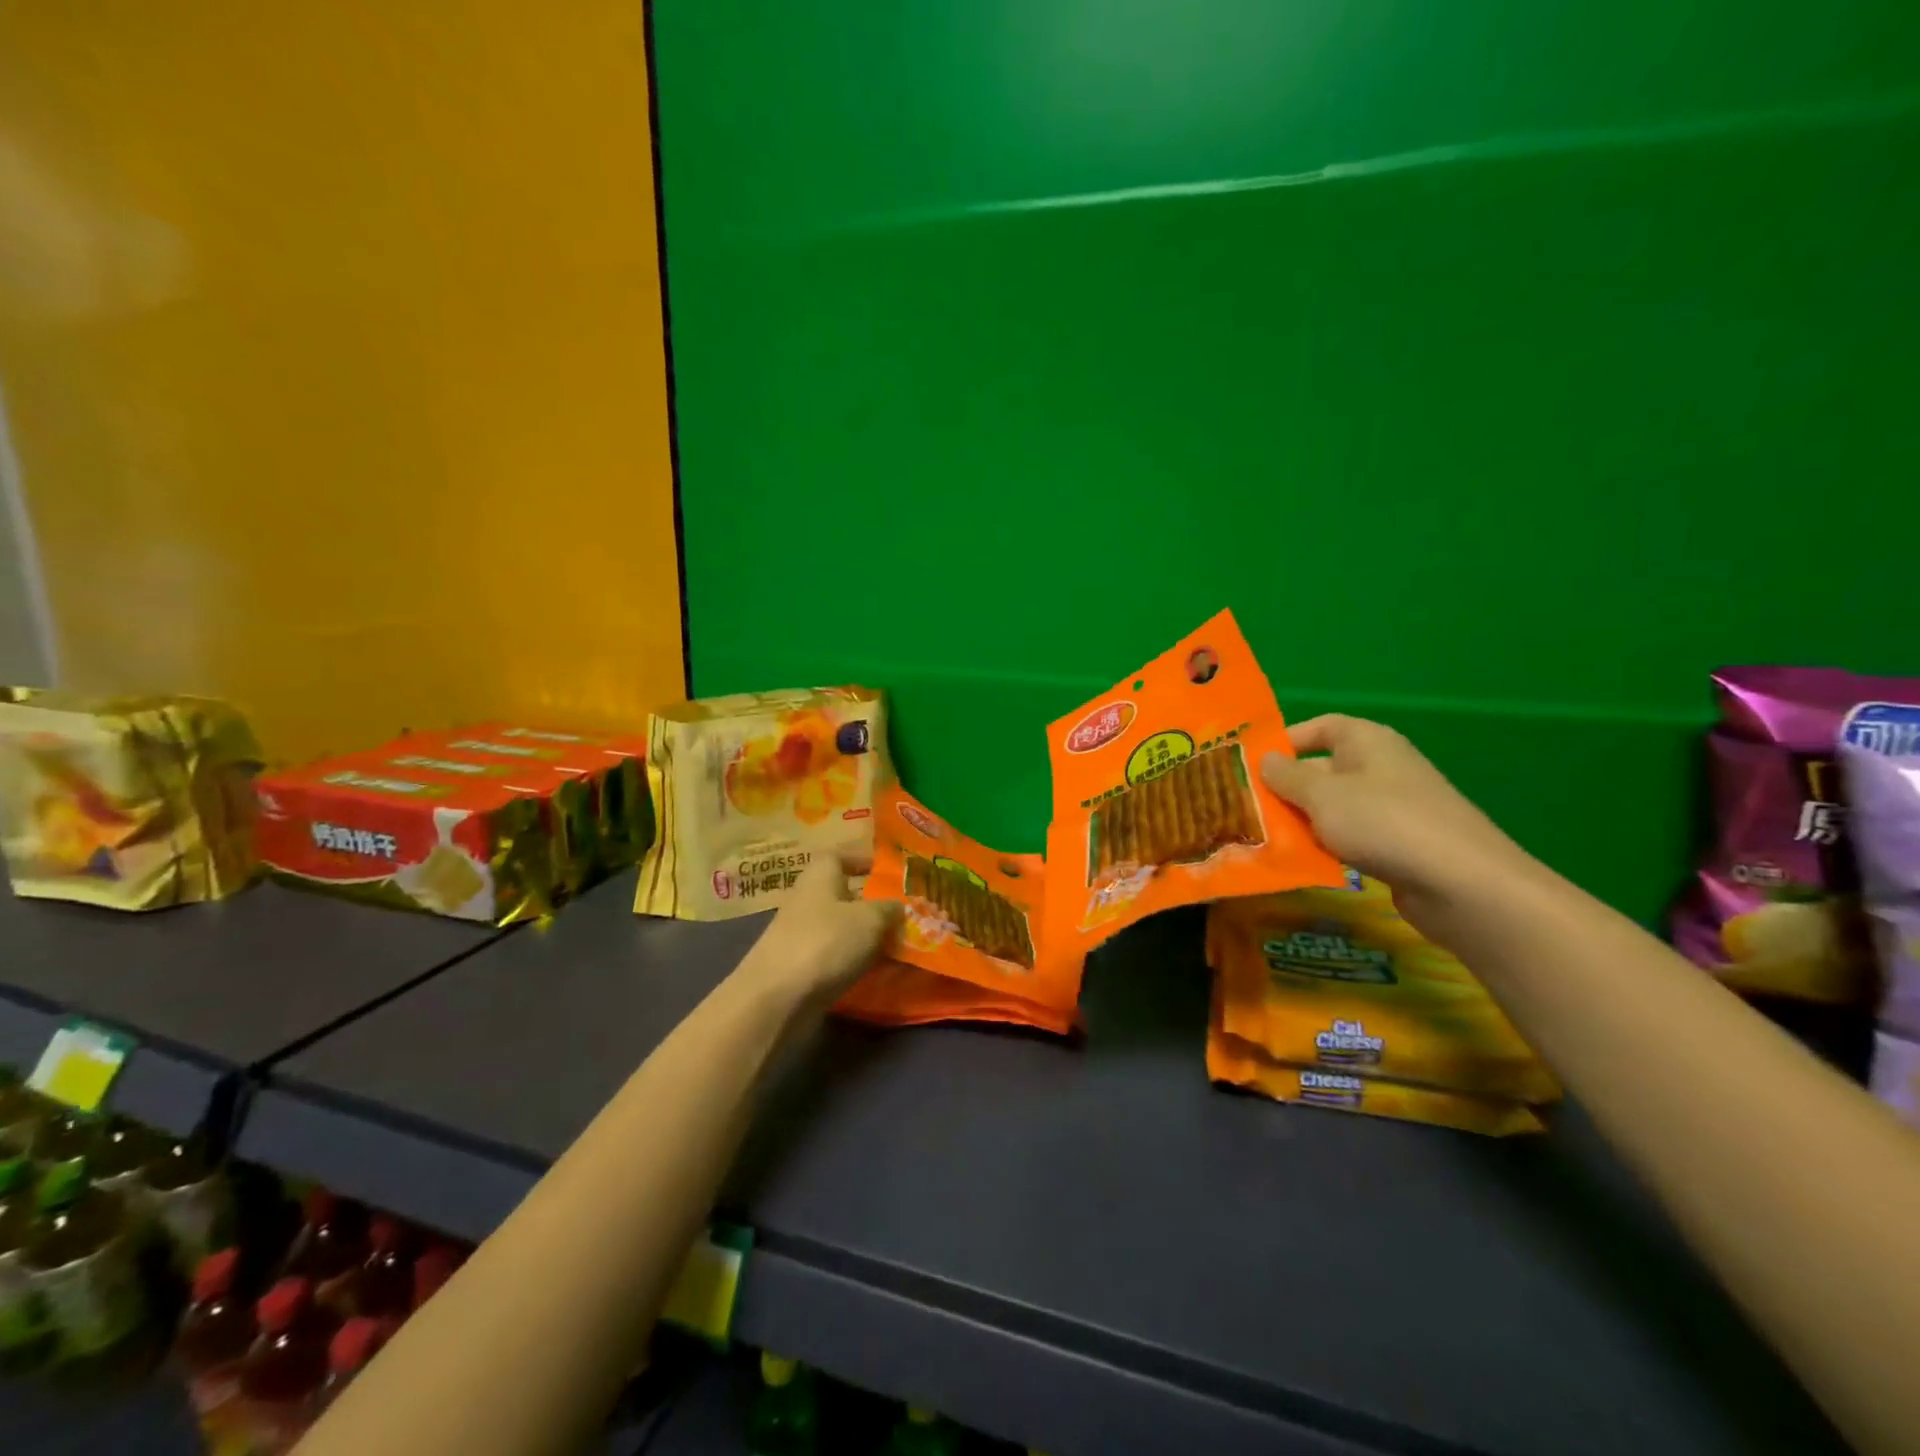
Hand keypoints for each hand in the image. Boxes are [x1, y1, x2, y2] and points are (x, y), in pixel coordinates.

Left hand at [737, 850, 899, 1006]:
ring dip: (862, 935)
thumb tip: (898, 907)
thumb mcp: (871, 919)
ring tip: (894, 946)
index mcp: (819, 876)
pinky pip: (831, 954)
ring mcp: (799, 934)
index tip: (883, 871)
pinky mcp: (797, 966)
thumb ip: (889, 909)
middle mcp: (806, 899)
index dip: (860, 860)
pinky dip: (851, 959)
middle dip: (868, 903)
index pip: (838, 856)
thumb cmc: (826, 942)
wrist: (776, 998)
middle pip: (840, 893)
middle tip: (900, 914)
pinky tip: (872, 971)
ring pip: (838, 926)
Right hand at [1260, 715, 1536, 933]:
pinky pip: (1351, 836)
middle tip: (1247, 808)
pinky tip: (1304, 862)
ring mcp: (1393, 807)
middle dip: (1286, 787)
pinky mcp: (1399, 843)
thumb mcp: (1322, 796)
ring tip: (1265, 838)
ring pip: (1334, 807)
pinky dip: (1327, 845)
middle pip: (1323, 769)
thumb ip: (1287, 777)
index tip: (1252, 764)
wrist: (1462, 883)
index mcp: (1367, 741)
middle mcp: (1381, 767)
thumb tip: (1265, 760)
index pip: (1321, 727)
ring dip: (1303, 821)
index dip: (1287, 741)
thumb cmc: (1384, 823)